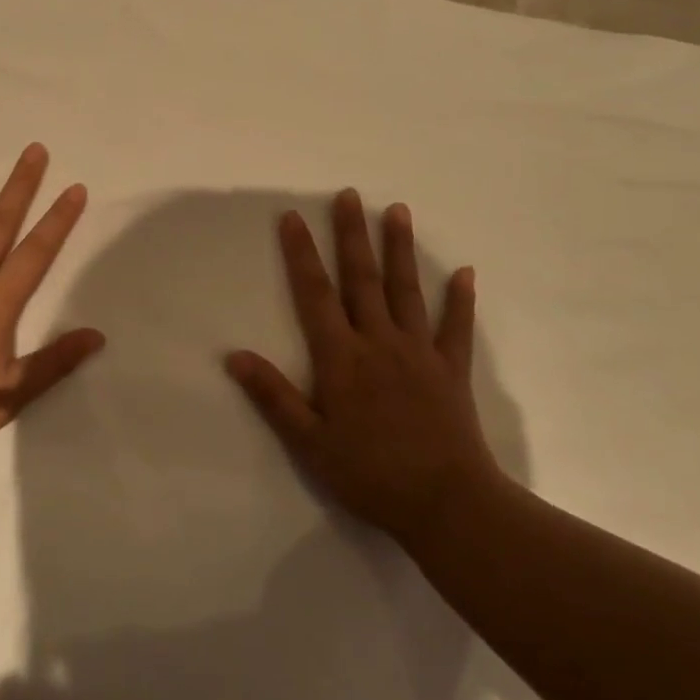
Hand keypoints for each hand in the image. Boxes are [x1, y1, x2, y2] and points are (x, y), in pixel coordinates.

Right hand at [225, 189, 502, 541]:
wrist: (446, 503)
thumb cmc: (369, 474)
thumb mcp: (309, 442)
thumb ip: (273, 396)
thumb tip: (234, 356)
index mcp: (342, 358)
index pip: (315, 295)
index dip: (301, 254)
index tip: (292, 217)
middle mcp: (380, 342)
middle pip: (362, 279)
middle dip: (352, 235)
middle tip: (349, 195)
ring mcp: (420, 353)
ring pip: (407, 291)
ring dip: (400, 250)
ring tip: (397, 211)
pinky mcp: (452, 370)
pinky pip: (456, 327)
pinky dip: (460, 299)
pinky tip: (465, 272)